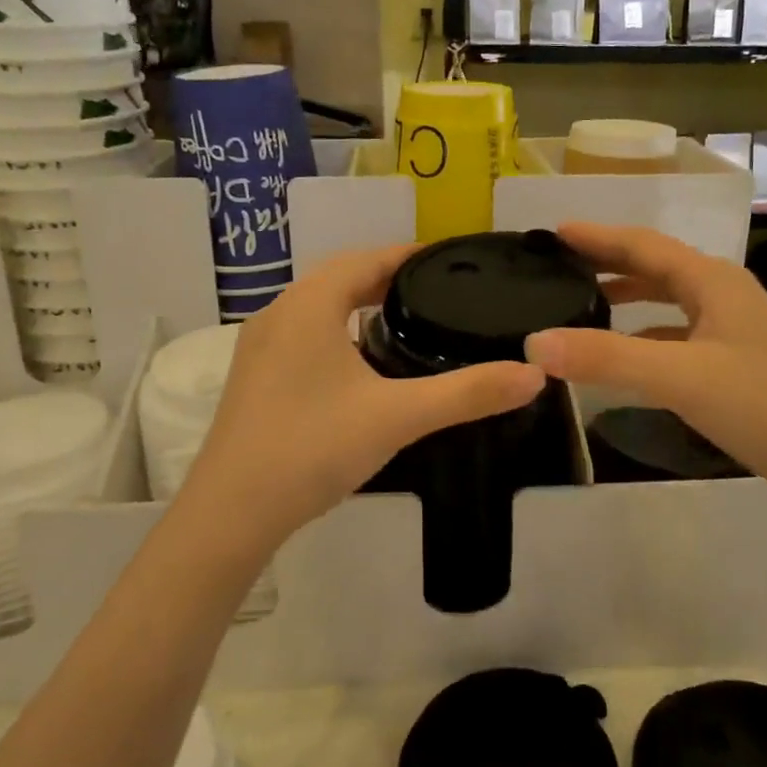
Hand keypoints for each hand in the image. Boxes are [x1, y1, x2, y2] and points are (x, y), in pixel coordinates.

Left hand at [178, 246, 547, 555]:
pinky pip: (305, 335)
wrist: (231, 512)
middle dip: (387, 278)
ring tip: (408, 321)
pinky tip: (361, 366)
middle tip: (439, 291)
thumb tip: (534, 375)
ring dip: (358, 304)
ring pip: (319, 308)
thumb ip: (467, 393)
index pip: (367, 258)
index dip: (409, 255)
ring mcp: (260, 347)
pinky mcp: (255, 377)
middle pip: (341, 278)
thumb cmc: (313, 448)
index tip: (450, 260)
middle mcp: (280, 313)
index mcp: (310, 305)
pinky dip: (338, 333)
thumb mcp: (398, 417)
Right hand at [524, 223, 766, 523]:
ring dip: (629, 299)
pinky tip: (628, 359)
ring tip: (585, 306)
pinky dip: (647, 338)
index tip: (554, 233)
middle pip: (657, 268)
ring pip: (670, 304)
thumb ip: (608, 359)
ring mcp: (735, 333)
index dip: (597, 237)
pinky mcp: (737, 367)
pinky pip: (680, 338)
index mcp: (714, 282)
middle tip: (561, 268)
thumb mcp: (681, 378)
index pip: (644, 245)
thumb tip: (534, 342)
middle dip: (609, 263)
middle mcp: (725, 297)